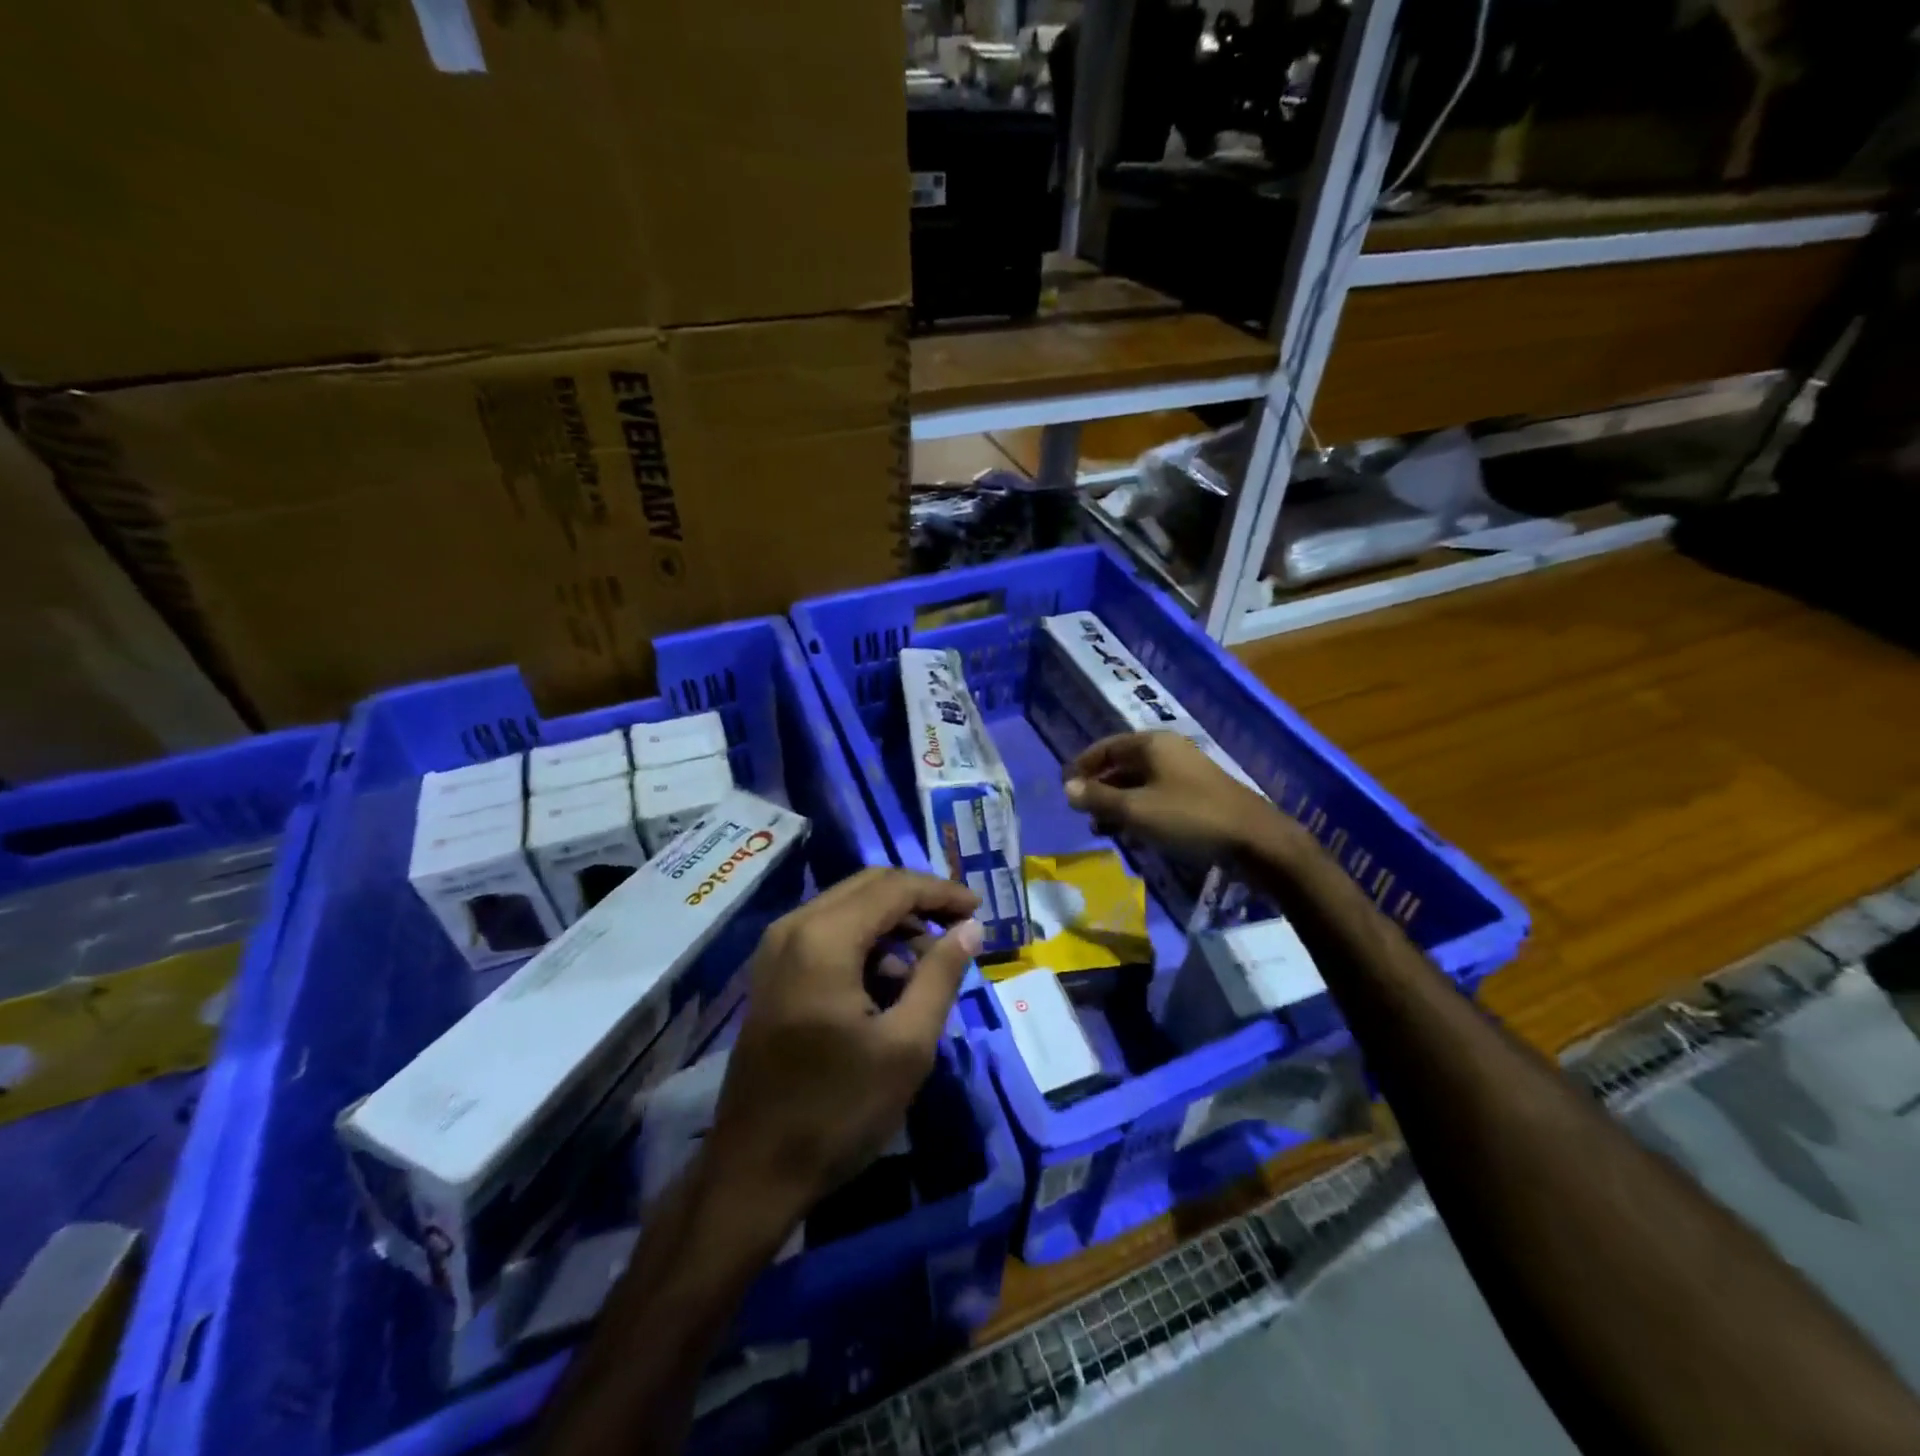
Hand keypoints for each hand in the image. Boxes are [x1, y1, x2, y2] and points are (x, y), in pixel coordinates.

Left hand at [703, 869, 983, 1231]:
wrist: (754, 1172)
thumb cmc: (837, 1111)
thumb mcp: (907, 1046)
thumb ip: (940, 975)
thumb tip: (969, 928)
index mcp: (824, 938)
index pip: (894, 888)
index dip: (941, 893)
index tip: (979, 910)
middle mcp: (793, 928)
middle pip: (868, 887)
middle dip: (919, 901)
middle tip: (961, 928)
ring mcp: (776, 950)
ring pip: (848, 908)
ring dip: (893, 924)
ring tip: (930, 964)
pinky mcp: (773, 974)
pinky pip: (828, 934)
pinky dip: (866, 944)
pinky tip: (890, 983)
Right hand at [1064, 731, 1274, 862]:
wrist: (1255, 840)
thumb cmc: (1189, 818)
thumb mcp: (1136, 810)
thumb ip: (1099, 798)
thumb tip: (1068, 788)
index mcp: (1152, 744)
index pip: (1105, 747)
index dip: (1082, 766)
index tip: (1064, 788)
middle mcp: (1168, 751)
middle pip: (1122, 764)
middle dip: (1099, 787)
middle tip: (1080, 812)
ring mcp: (1185, 773)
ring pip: (1139, 783)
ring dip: (1117, 802)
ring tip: (1100, 827)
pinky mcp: (1197, 795)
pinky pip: (1156, 796)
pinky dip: (1138, 810)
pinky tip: (1131, 832)